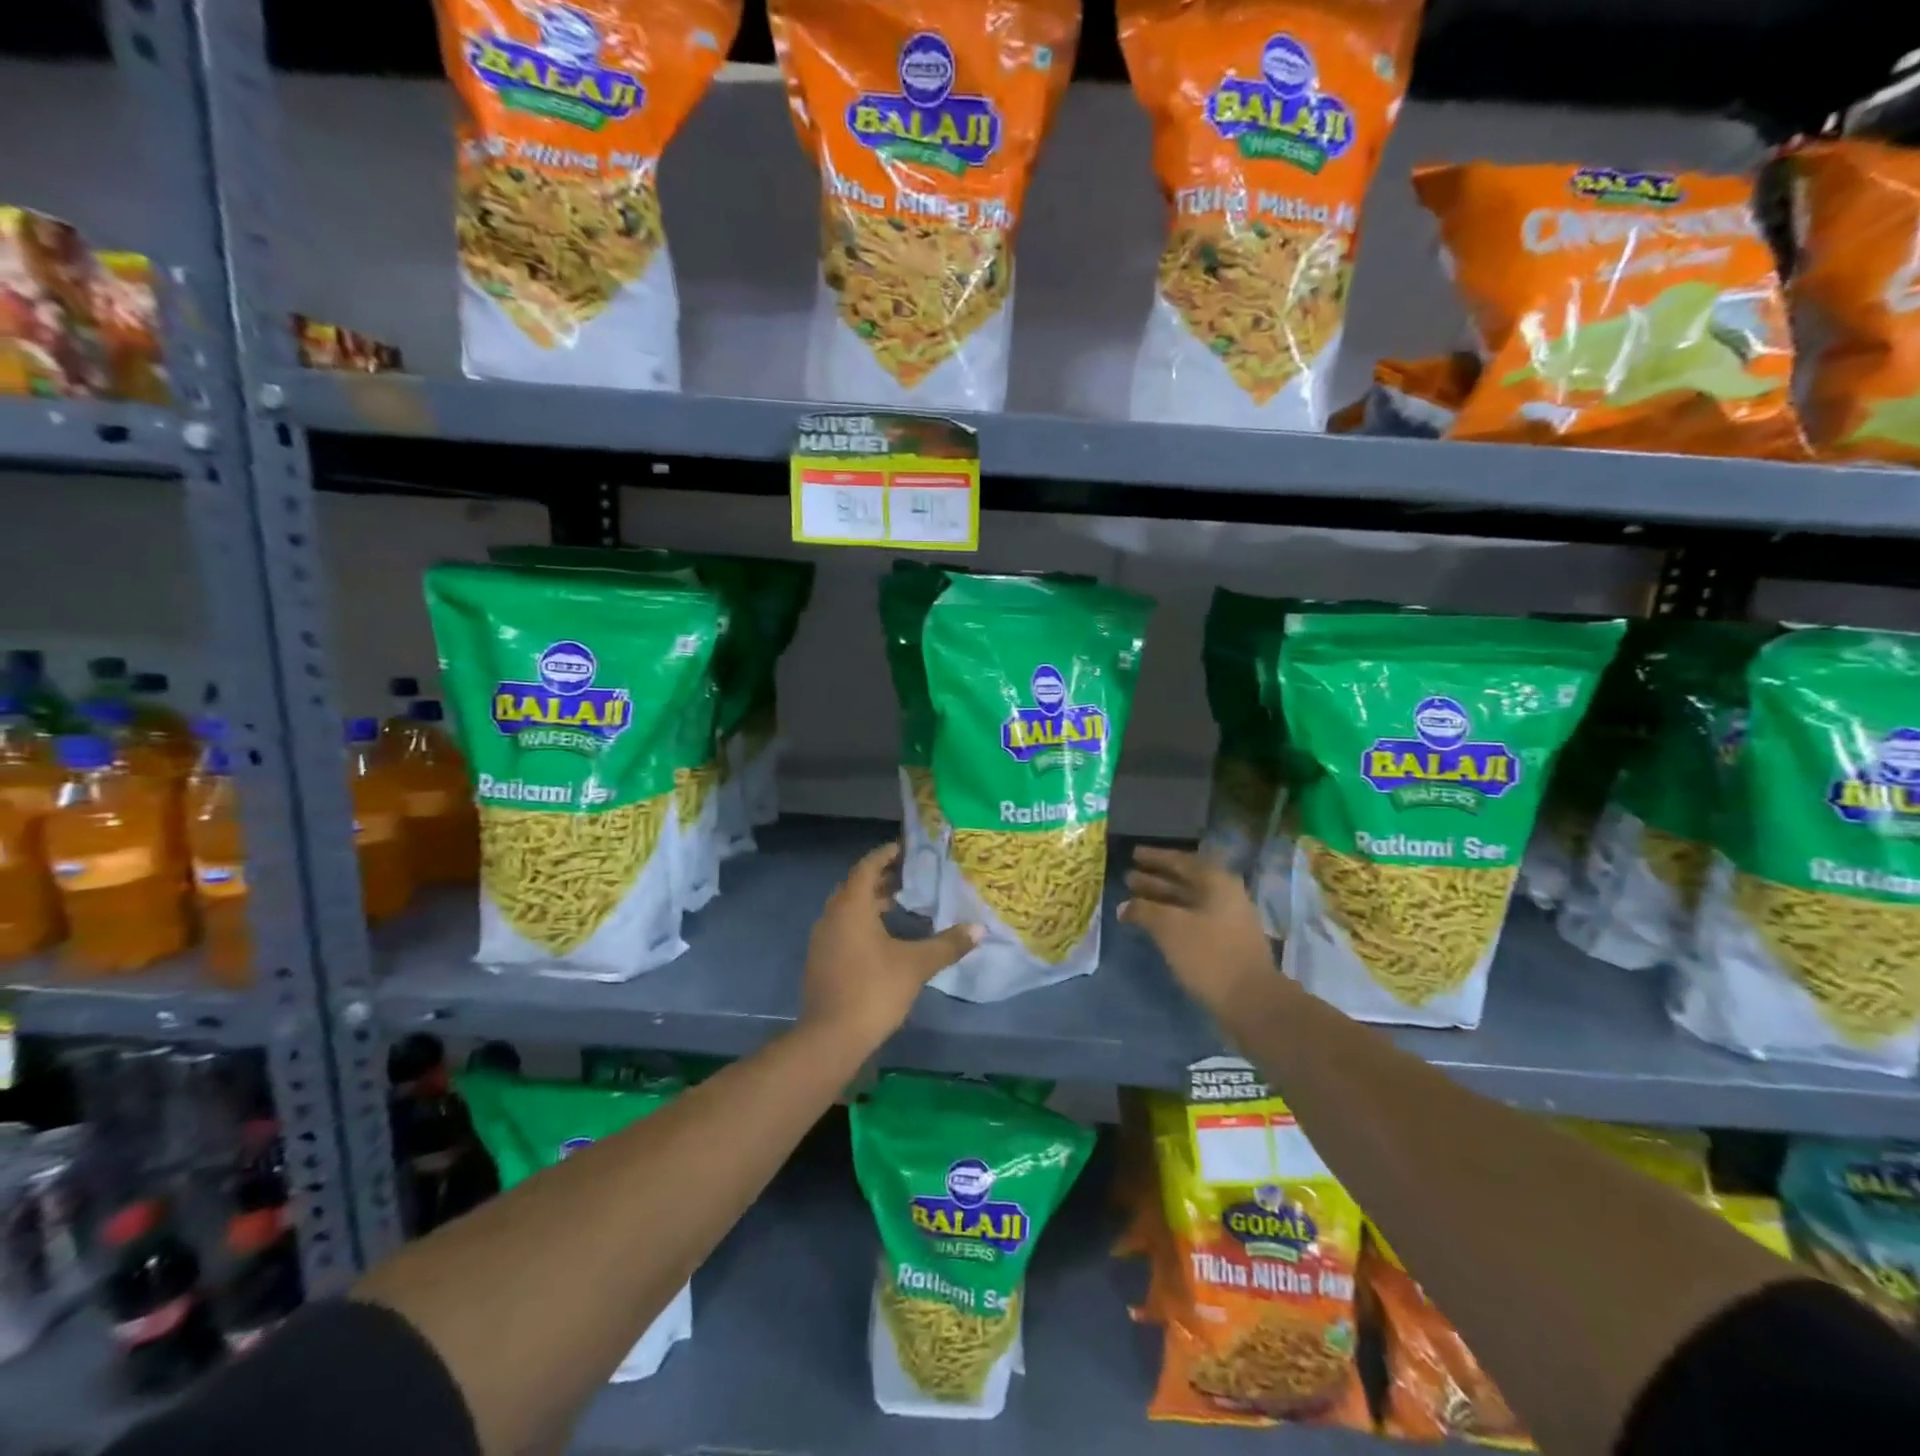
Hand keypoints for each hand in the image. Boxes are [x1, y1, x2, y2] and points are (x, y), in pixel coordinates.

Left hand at [800, 843, 979, 1047]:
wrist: (830, 1038)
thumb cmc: (873, 990)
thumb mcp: (916, 965)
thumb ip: (947, 944)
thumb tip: (979, 929)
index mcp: (851, 907)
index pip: (867, 867)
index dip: (885, 855)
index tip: (906, 847)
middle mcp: (832, 916)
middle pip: (855, 886)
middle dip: (880, 877)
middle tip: (909, 874)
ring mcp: (822, 939)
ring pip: (847, 909)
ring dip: (870, 901)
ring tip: (901, 903)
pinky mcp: (821, 960)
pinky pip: (842, 928)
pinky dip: (861, 922)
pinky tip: (883, 937)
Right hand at [1120, 846, 1278, 1023]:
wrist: (1252, 1001)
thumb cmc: (1209, 954)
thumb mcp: (1170, 927)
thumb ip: (1144, 911)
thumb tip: (1124, 906)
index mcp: (1216, 882)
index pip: (1181, 861)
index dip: (1156, 857)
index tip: (1134, 854)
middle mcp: (1225, 896)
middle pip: (1185, 881)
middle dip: (1156, 879)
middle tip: (1129, 878)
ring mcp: (1228, 921)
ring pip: (1188, 903)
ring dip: (1161, 900)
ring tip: (1133, 901)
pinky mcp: (1225, 944)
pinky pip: (1193, 921)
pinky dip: (1172, 919)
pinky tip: (1155, 927)